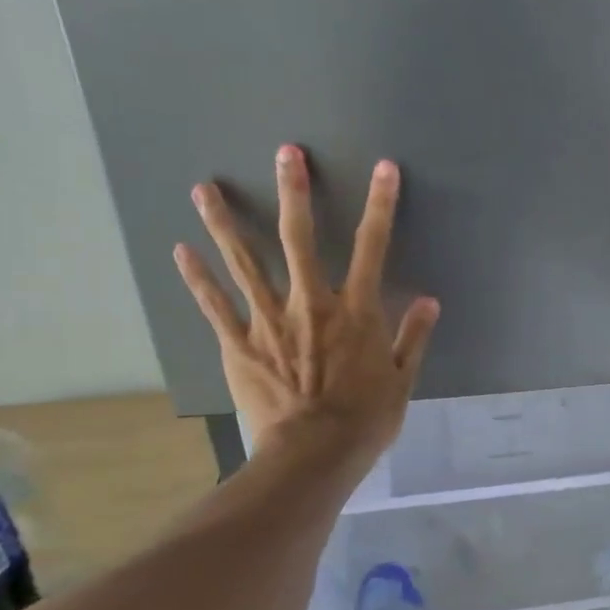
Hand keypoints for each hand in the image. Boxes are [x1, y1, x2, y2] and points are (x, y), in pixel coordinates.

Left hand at [173, 146, 439, 465]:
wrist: (314, 454)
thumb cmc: (365, 420)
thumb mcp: (403, 380)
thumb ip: (413, 337)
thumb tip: (428, 302)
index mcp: (355, 311)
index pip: (372, 247)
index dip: (381, 205)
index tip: (384, 168)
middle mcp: (311, 304)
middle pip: (299, 238)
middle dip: (295, 192)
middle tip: (286, 154)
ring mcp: (268, 321)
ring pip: (244, 262)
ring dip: (225, 223)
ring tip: (205, 189)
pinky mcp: (238, 345)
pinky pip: (215, 305)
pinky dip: (197, 278)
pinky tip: (180, 250)